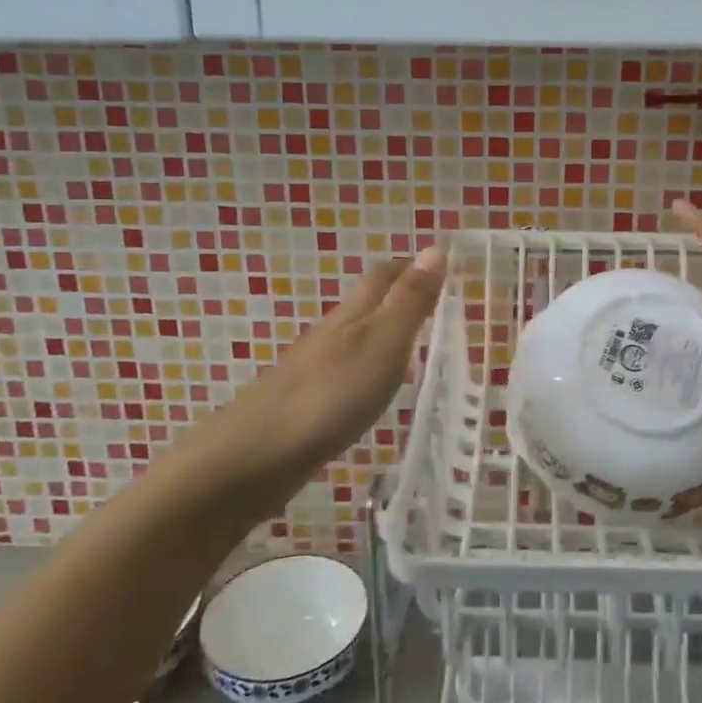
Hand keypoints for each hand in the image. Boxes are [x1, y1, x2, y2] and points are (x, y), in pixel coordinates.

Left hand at [199, 245, 446, 488]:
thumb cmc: (331, 393)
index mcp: (352, 313)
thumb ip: (409, 300)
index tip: (443, 266)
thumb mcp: (383, 342)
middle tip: (434, 303)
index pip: (383, 276)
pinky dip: (365, 368)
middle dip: (397, 295)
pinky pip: (344, 371)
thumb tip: (436, 248)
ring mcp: (314, 368)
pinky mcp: (306, 403)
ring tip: (412, 344)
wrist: (258, 455)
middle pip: (366, 303)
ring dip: (381, 332)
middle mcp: (331, 333)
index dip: (411, 267)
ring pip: (353, 337)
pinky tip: (372, 388)